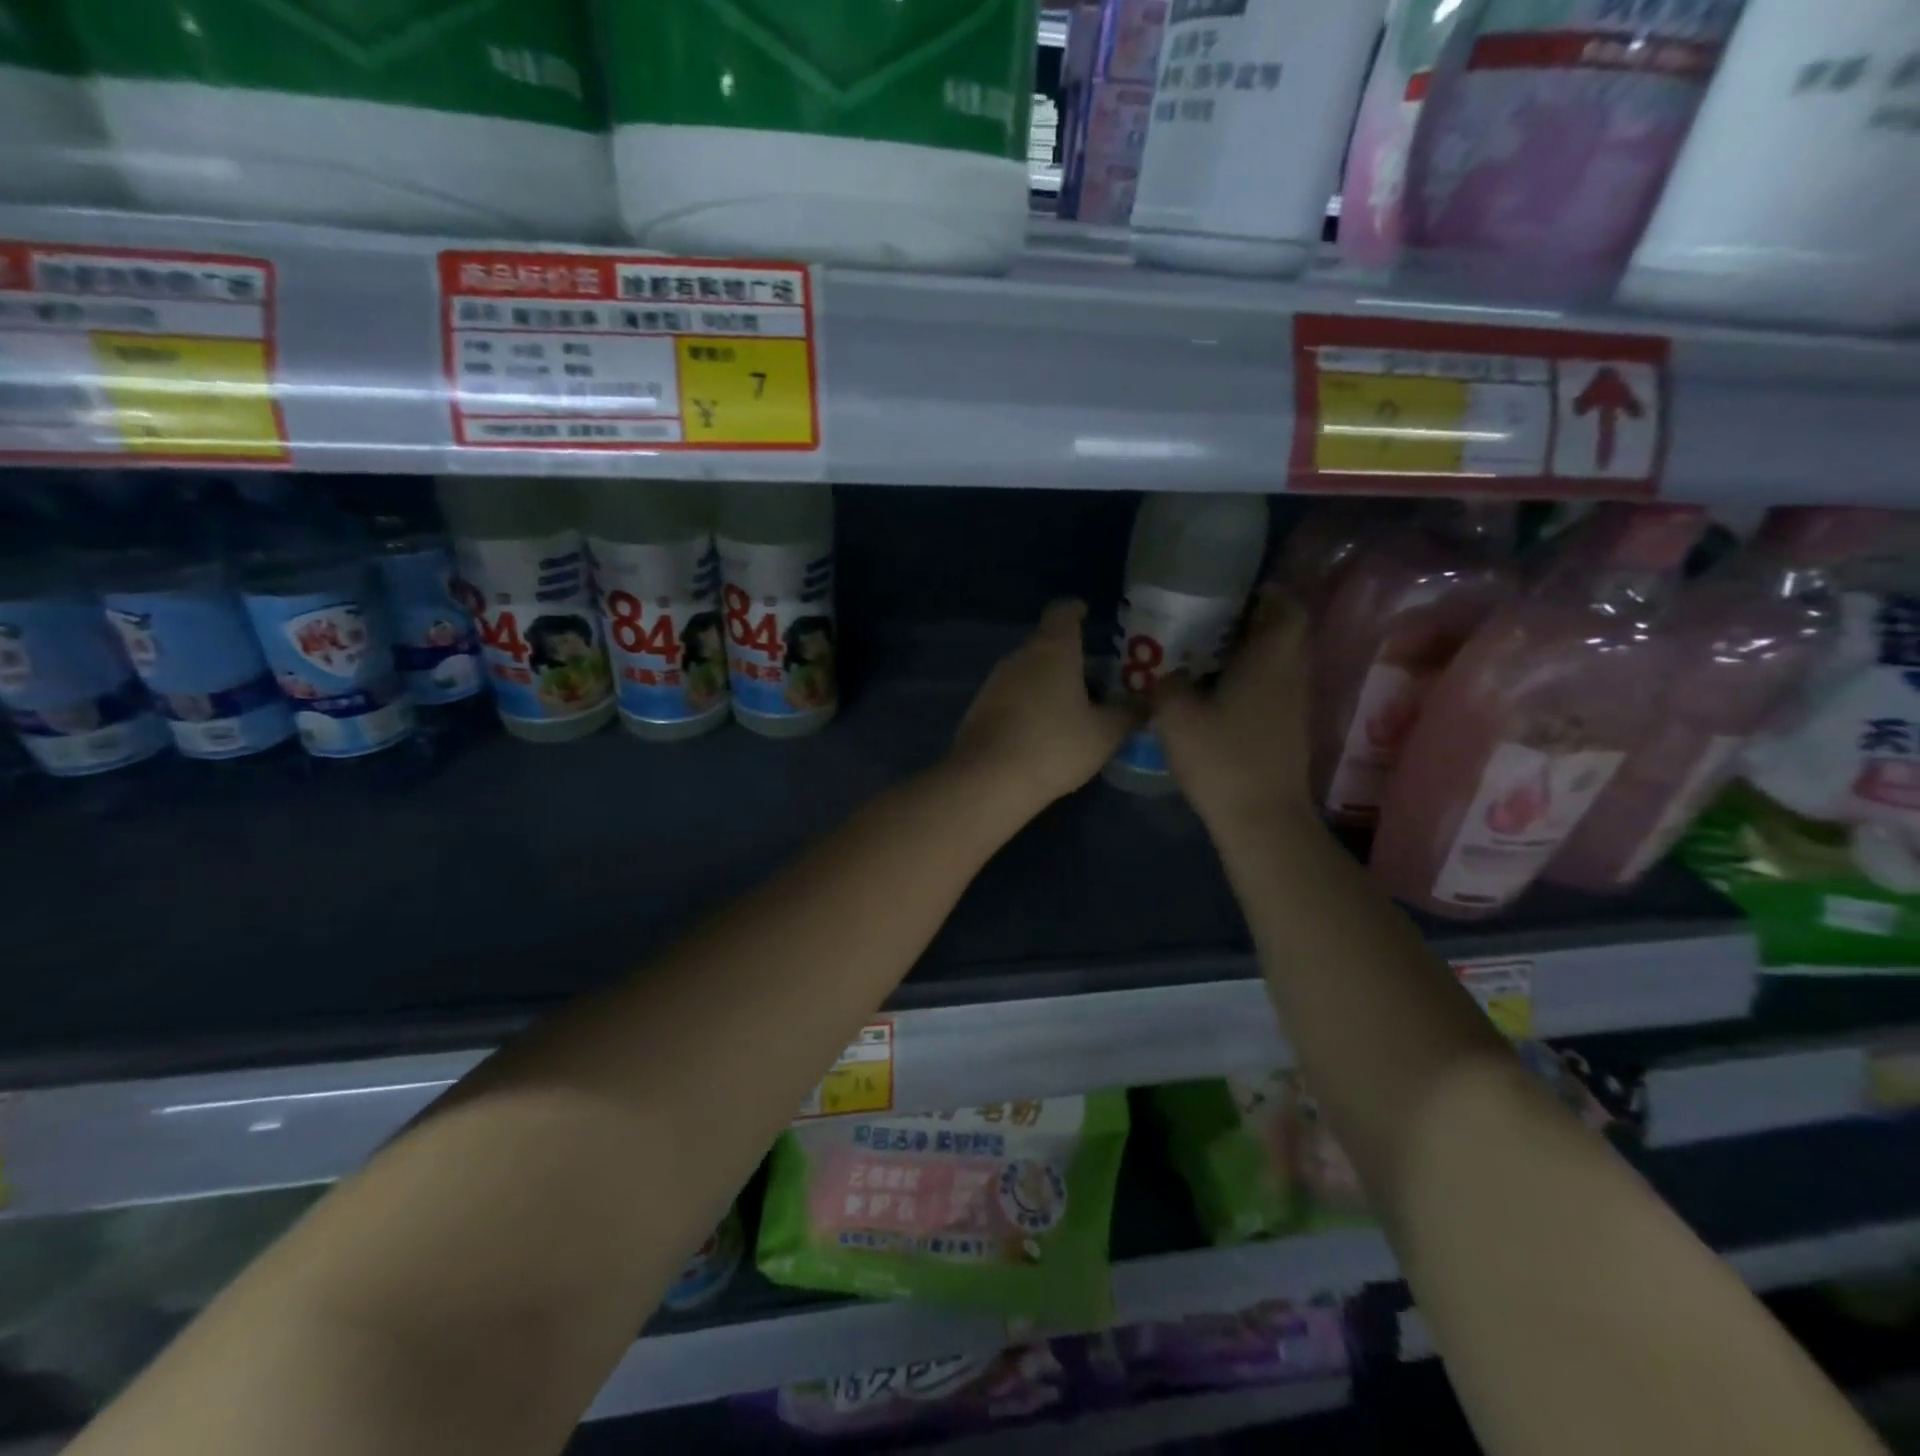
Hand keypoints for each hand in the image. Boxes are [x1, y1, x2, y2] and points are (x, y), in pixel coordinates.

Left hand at [951, 600, 1139, 811]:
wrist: (988, 780)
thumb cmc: (1054, 746)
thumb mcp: (1105, 733)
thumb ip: (1129, 712)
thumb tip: (1147, 701)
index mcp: (1052, 649)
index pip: (1062, 611)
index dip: (1076, 610)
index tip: (1088, 616)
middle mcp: (1019, 656)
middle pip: (1046, 643)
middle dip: (1069, 655)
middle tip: (1096, 676)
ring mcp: (995, 681)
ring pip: (1028, 670)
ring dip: (1048, 681)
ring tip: (1073, 707)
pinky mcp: (980, 708)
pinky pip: (1012, 694)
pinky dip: (1029, 702)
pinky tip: (1043, 729)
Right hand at [1153, 585, 1312, 828]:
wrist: (1261, 818)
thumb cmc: (1222, 759)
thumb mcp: (1176, 716)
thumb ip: (1167, 684)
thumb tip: (1168, 673)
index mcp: (1271, 660)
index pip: (1287, 609)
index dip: (1266, 595)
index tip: (1233, 594)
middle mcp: (1291, 676)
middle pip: (1282, 635)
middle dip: (1250, 623)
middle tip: (1208, 624)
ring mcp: (1294, 706)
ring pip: (1277, 664)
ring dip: (1249, 655)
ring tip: (1205, 658)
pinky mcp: (1288, 731)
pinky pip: (1272, 689)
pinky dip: (1250, 682)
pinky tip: (1215, 696)